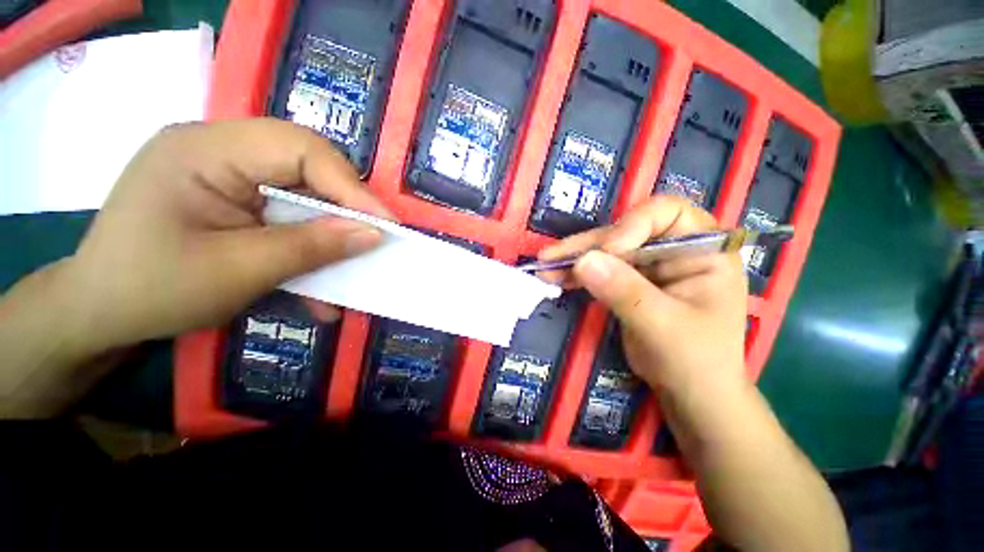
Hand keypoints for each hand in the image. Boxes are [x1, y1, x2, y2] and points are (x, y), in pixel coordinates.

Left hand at [60, 118, 391, 354]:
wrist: (98, 315)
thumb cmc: (152, 290)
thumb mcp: (238, 271)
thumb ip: (311, 247)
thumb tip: (374, 235)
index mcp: (205, 150)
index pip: (299, 148)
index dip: (350, 187)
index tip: (385, 225)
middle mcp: (218, 149)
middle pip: (306, 166)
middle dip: (345, 207)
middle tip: (374, 239)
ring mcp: (227, 175)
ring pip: (302, 194)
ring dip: (329, 233)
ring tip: (351, 264)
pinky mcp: (234, 200)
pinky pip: (286, 215)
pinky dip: (308, 247)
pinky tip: (316, 283)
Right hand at [538, 196, 746, 396]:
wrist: (689, 392)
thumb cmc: (696, 361)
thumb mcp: (664, 326)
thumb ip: (626, 292)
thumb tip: (583, 261)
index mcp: (703, 250)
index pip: (667, 213)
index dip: (633, 225)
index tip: (608, 250)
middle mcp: (674, 249)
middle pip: (625, 232)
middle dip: (588, 245)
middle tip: (552, 257)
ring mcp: (648, 265)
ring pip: (605, 250)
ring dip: (574, 258)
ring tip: (545, 266)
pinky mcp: (628, 280)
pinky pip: (598, 269)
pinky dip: (575, 274)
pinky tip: (554, 278)